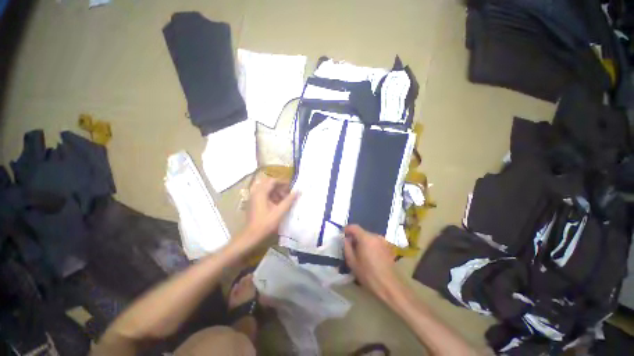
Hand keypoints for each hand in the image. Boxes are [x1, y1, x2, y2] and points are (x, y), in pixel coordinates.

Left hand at [243, 173, 297, 244]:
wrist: (252, 235)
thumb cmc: (266, 223)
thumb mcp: (280, 211)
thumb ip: (289, 200)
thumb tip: (298, 191)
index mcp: (261, 192)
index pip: (273, 181)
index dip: (283, 182)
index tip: (291, 187)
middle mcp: (256, 192)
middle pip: (269, 183)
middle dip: (279, 187)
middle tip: (288, 193)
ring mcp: (253, 197)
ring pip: (266, 189)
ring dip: (275, 191)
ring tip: (284, 199)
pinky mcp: (253, 202)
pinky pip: (263, 194)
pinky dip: (271, 196)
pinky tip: (277, 203)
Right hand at [343, 225, 398, 300]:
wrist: (389, 286)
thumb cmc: (368, 274)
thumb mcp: (352, 262)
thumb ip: (347, 247)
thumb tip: (346, 239)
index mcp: (366, 238)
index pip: (354, 227)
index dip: (347, 229)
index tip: (342, 235)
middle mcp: (375, 236)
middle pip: (362, 232)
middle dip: (355, 237)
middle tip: (350, 246)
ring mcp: (383, 241)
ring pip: (369, 237)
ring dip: (363, 241)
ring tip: (360, 252)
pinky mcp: (388, 246)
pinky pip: (375, 242)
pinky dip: (370, 245)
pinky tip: (369, 256)